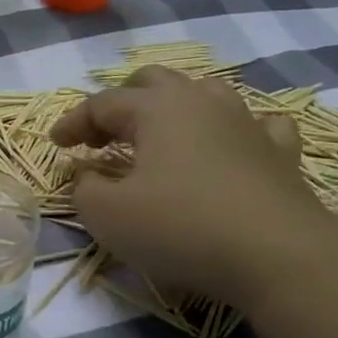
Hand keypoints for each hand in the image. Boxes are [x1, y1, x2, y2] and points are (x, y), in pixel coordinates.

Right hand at [50, 65, 336, 308]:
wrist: (279, 256)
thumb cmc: (181, 228)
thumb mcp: (108, 216)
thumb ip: (84, 188)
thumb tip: (87, 175)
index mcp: (155, 109)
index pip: (102, 104)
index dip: (74, 123)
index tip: (57, 146)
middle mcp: (201, 102)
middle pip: (153, 81)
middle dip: (122, 102)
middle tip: (104, 134)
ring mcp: (246, 123)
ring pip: (205, 92)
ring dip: (175, 107)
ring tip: (161, 134)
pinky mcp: (281, 153)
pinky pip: (257, 124)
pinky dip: (235, 130)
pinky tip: (231, 145)